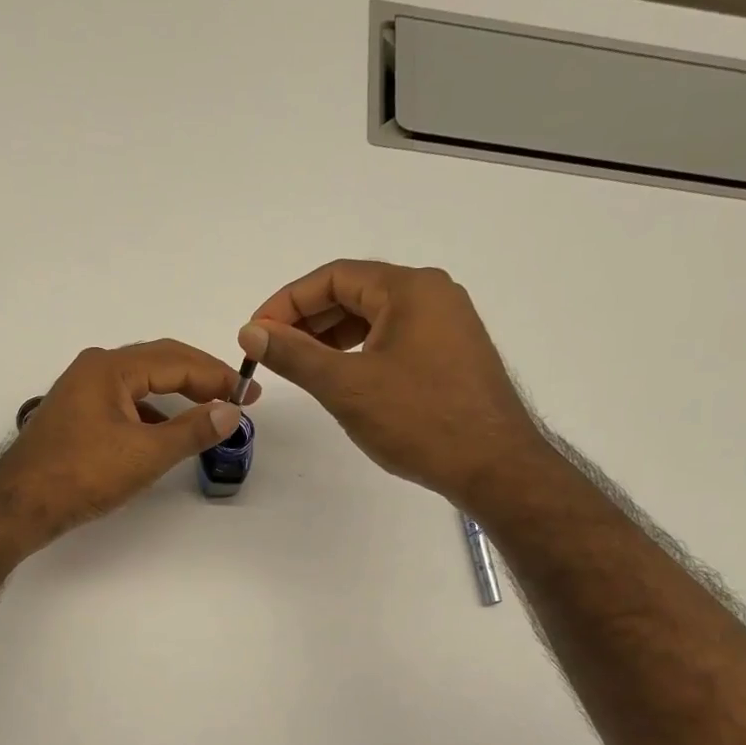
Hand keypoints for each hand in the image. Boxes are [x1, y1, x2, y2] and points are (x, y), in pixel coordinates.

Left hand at [0, 339, 260, 545]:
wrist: (19, 506)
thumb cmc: (82, 475)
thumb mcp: (145, 454)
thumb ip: (192, 431)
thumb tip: (231, 411)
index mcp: (110, 368)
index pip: (177, 361)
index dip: (218, 376)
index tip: (251, 393)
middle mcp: (95, 369)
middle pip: (159, 363)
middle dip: (201, 378)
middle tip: (237, 396)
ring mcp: (82, 391)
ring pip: (142, 383)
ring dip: (177, 395)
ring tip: (209, 412)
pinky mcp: (77, 414)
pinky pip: (125, 402)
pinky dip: (153, 412)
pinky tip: (166, 432)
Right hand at [239, 259, 540, 507]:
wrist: (495, 467)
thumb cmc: (419, 420)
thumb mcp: (346, 386)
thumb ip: (294, 355)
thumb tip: (250, 332)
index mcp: (410, 288)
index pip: (334, 277)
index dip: (287, 302)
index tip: (256, 333)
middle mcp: (433, 294)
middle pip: (355, 292)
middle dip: (308, 320)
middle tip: (272, 351)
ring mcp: (448, 324)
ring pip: (375, 317)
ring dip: (332, 336)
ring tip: (300, 365)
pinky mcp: (452, 353)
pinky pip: (395, 337)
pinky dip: (361, 350)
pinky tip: (343, 376)